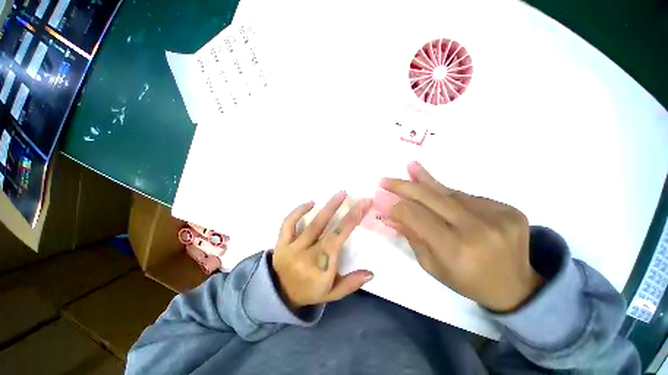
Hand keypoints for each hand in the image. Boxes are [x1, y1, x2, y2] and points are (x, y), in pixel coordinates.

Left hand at [272, 192, 373, 310]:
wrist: (278, 295)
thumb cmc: (309, 292)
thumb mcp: (332, 294)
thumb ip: (351, 283)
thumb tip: (371, 273)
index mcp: (321, 266)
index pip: (339, 238)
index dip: (353, 220)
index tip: (364, 205)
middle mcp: (307, 253)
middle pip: (328, 229)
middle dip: (345, 211)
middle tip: (356, 197)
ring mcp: (292, 246)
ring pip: (312, 224)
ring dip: (327, 207)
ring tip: (340, 194)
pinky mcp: (281, 242)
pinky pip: (288, 223)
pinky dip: (298, 211)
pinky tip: (310, 203)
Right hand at [380, 162, 542, 311]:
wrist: (516, 286)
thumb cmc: (467, 281)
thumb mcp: (432, 265)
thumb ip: (411, 236)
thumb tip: (390, 215)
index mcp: (455, 249)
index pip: (416, 216)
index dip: (396, 205)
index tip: (383, 198)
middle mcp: (477, 229)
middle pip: (431, 197)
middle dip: (404, 185)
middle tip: (386, 179)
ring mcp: (497, 216)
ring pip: (450, 192)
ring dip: (426, 181)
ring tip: (412, 167)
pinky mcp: (508, 209)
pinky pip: (468, 197)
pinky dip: (449, 194)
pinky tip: (439, 193)